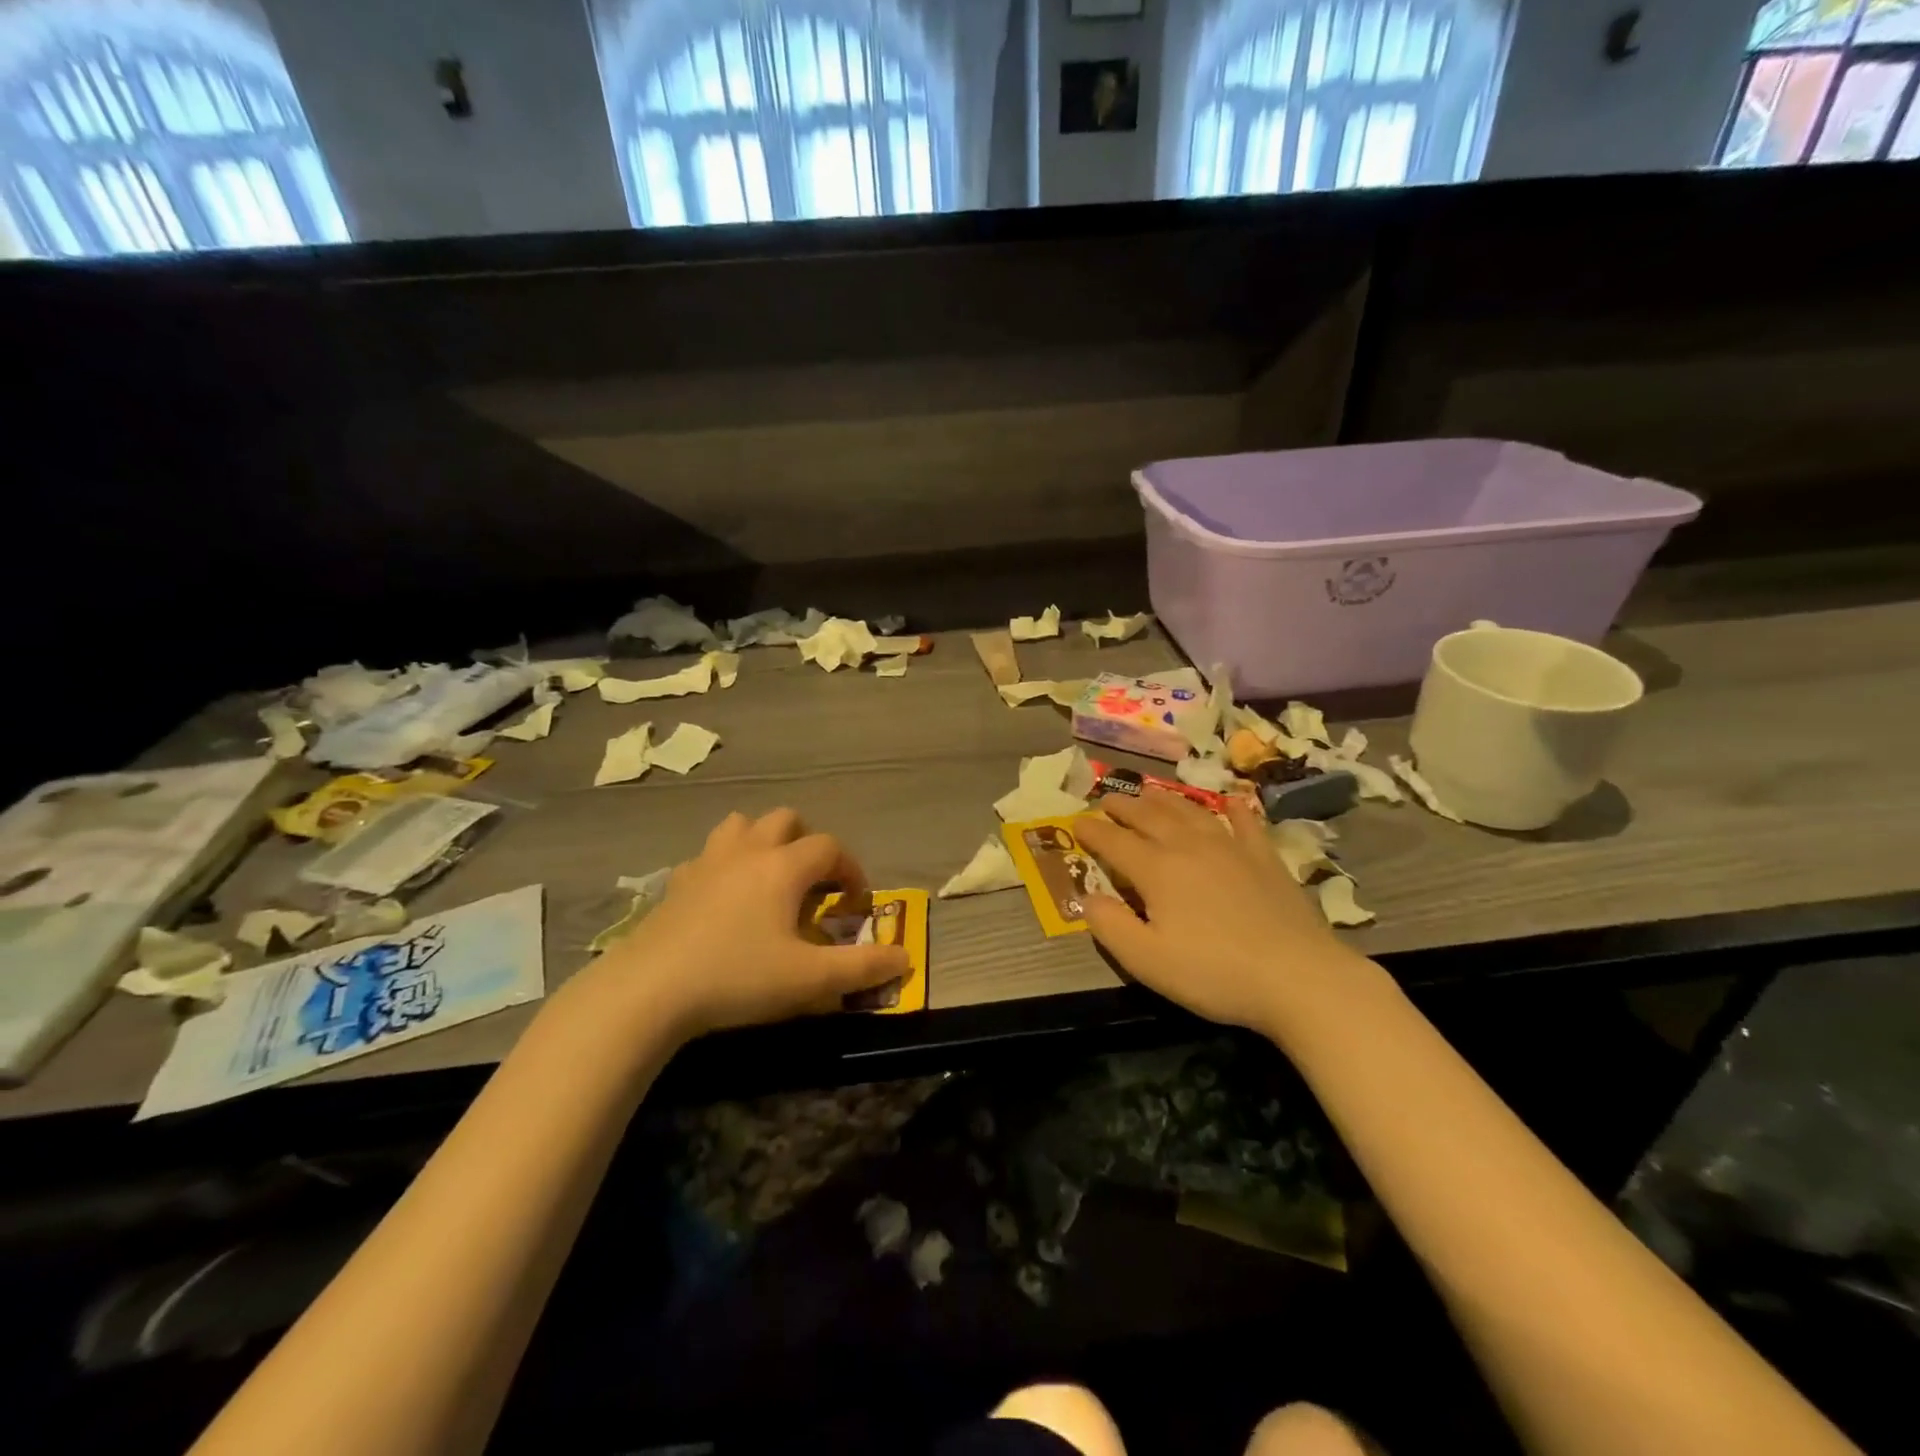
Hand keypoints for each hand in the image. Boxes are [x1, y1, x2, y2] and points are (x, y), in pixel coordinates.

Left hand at [593, 809, 908, 1039]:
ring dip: (763, 842)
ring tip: (769, 880)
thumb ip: (862, 968)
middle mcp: (748, 852)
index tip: (855, 904)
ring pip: (741, 826)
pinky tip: (724, 901)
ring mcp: (707, 863)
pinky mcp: (677, 883)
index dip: (851, 869)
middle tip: (812, 885)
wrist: (649, 990)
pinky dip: (725, 866)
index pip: (829, 848)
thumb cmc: (738, 978)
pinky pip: (709, 856)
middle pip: (786, 820)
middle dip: (808, 844)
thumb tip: (905, 958)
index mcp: (783, 867)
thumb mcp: (809, 980)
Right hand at [1074, 791, 1365, 1035]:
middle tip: (1108, 801)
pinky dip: (1235, 809)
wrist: (1297, 977)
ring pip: (1191, 812)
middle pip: (1150, 817)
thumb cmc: (1213, 973)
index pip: (1115, 842)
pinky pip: (1246, 823)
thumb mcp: (1146, 960)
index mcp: (1157, 870)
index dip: (1092, 831)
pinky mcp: (1265, 859)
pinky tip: (1232, 801)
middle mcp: (1189, 847)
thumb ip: (1109, 926)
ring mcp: (1231, 848)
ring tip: (1150, 792)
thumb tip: (1087, 896)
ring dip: (1166, 800)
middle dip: (1125, 807)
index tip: (1075, 823)